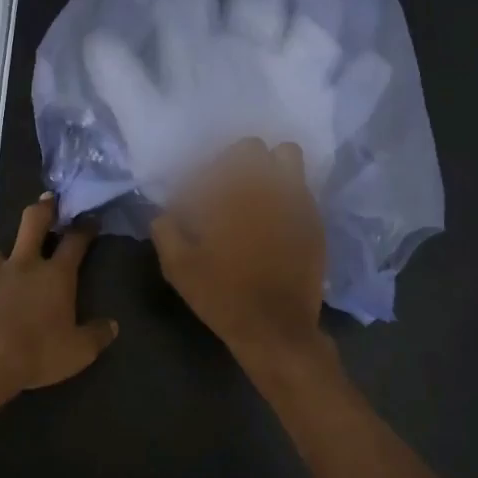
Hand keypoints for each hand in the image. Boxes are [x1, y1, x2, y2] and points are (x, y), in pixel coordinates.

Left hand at [0, 195, 118, 399]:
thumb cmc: (35, 354)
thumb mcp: (77, 352)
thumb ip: (96, 335)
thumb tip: (112, 326)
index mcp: (55, 276)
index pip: (74, 242)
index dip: (84, 228)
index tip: (90, 218)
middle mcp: (23, 266)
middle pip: (33, 224)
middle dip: (43, 209)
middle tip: (48, 200)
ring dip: (6, 257)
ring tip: (8, 268)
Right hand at [150, 139, 328, 365]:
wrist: (274, 328)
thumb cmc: (221, 295)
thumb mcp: (178, 266)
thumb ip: (165, 228)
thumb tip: (164, 210)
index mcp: (228, 193)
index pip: (213, 161)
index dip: (199, 178)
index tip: (193, 199)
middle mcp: (265, 186)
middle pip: (251, 148)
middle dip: (234, 162)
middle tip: (223, 190)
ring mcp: (295, 200)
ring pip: (286, 156)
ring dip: (268, 166)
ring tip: (255, 192)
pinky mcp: (313, 219)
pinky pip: (302, 186)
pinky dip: (286, 190)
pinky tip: (275, 215)